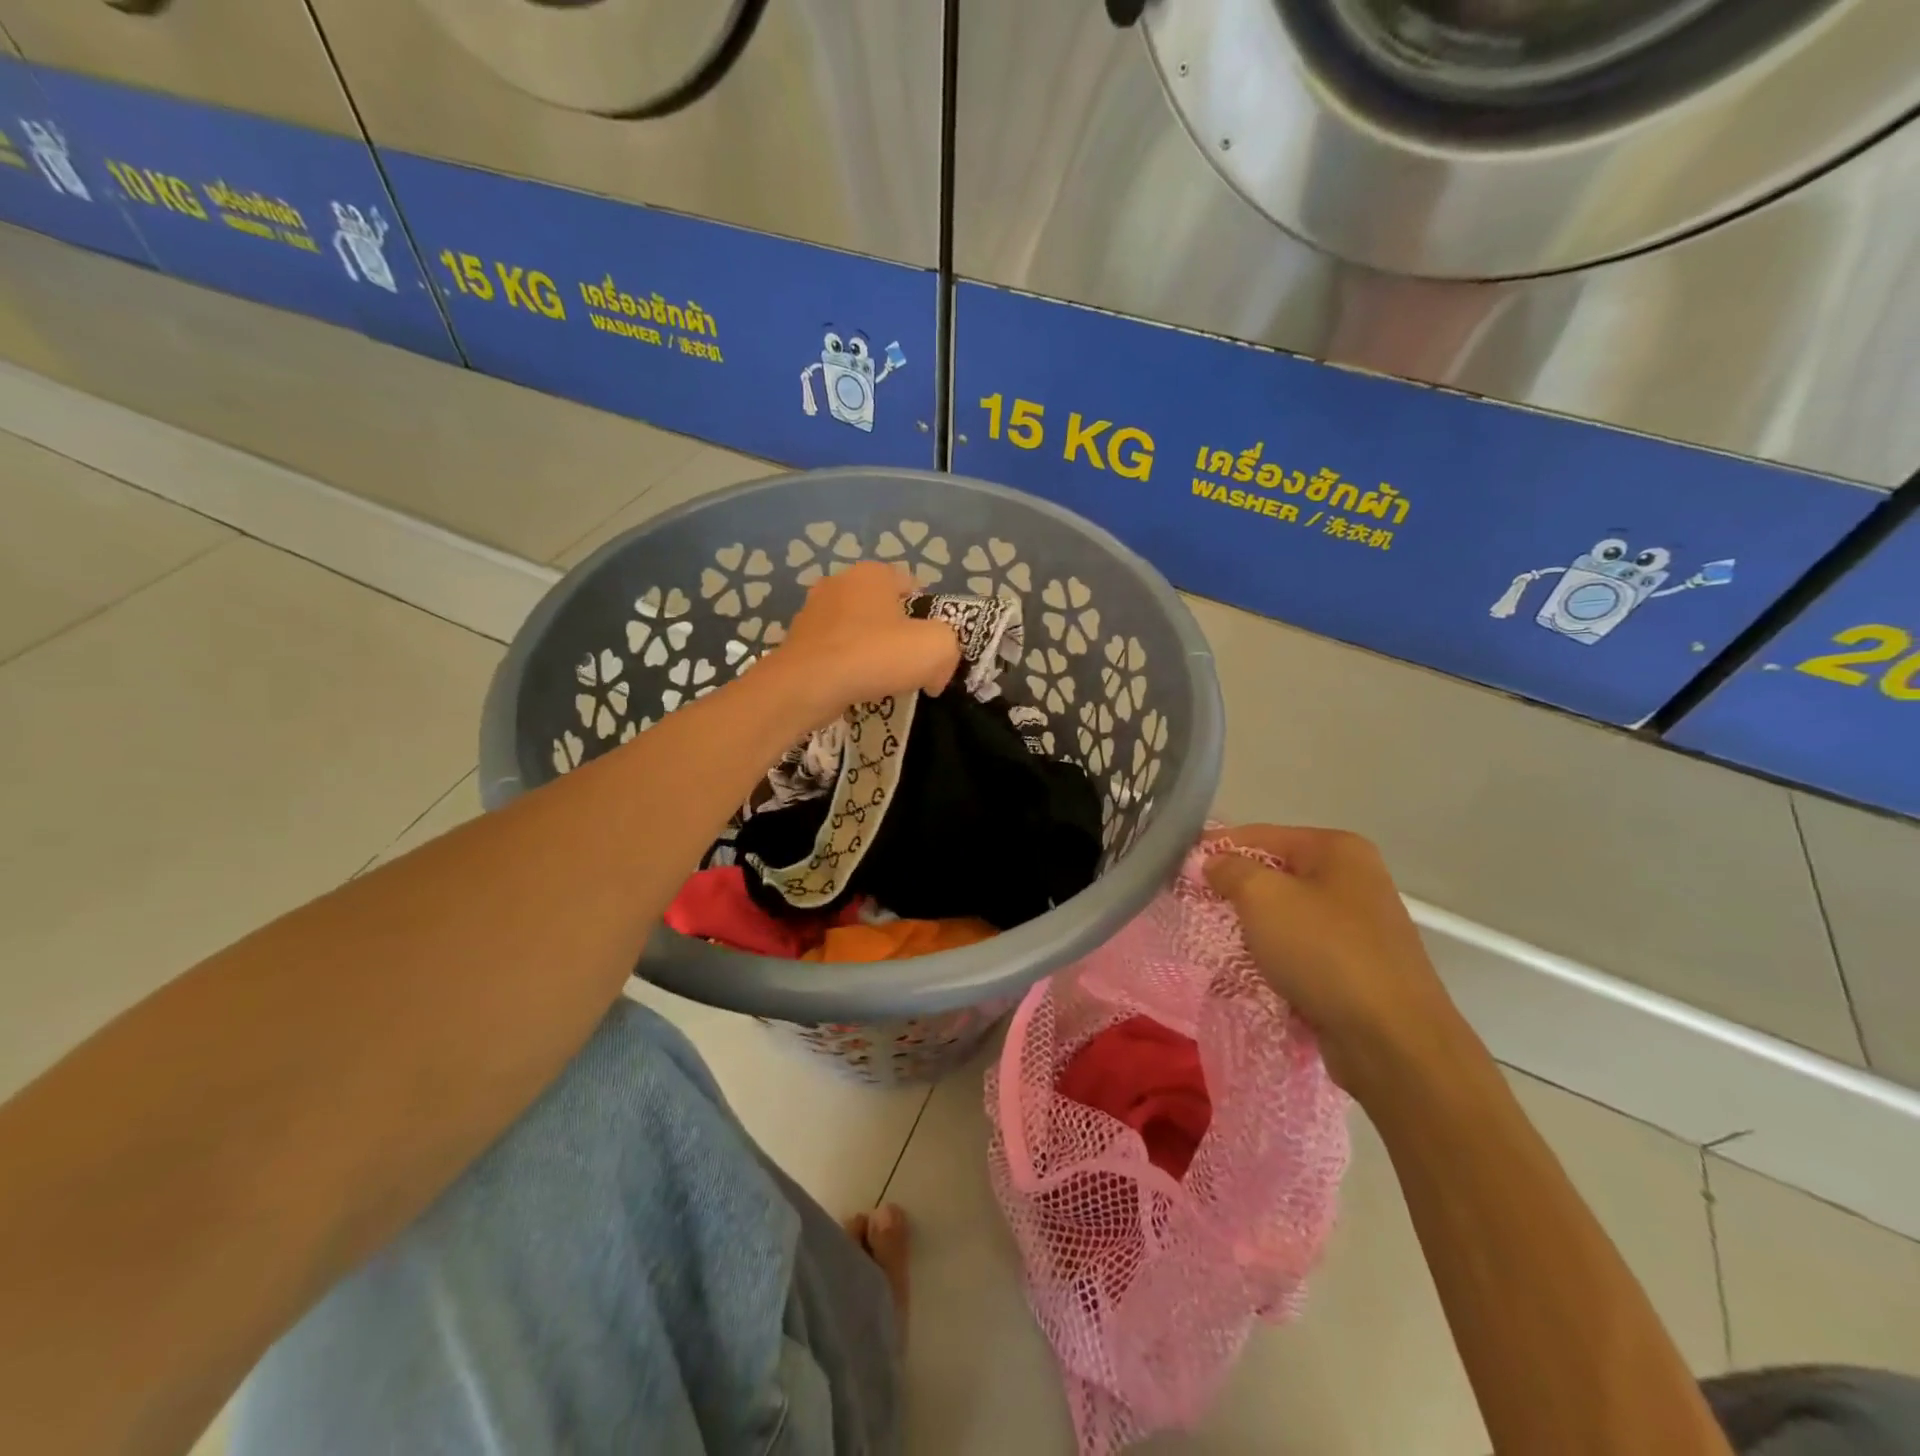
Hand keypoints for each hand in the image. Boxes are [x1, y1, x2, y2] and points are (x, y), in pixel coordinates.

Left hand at [773, 562, 960, 722]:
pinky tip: (854, 687)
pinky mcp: (798, 640)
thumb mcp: (936, 648)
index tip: (931, 647)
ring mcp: (813, 610)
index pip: (913, 585)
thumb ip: (948, 649)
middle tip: (909, 666)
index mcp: (873, 573)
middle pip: (883, 608)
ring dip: (870, 651)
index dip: (929, 616)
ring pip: (857, 630)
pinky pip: (834, 651)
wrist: (806, 685)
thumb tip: (935, 673)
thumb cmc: (874, 655)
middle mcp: (840, 582)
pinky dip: (846, 666)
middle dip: (897, 634)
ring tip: (881, 681)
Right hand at [1204, 825, 1464, 1094]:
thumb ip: (1230, 870)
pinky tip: (1254, 976)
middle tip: (1197, 910)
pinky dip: (1276, 961)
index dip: (1217, 849)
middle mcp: (1354, 880)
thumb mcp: (1263, 898)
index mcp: (1338, 850)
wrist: (1392, 1041)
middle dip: (1235, 893)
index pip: (1260, 836)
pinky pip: (1302, 952)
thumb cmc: (1324, 953)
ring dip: (1254, 931)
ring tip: (1222, 946)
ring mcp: (1360, 927)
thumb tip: (1214, 863)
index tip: (1180, 871)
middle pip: (1275, 875)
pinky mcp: (1358, 969)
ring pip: (1286, 917)